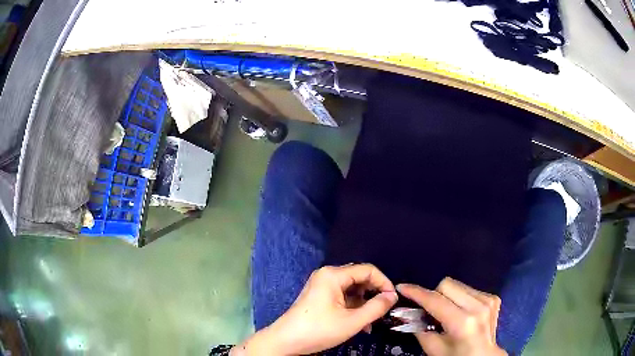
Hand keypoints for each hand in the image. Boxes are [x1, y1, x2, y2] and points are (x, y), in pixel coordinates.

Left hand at [233, 264, 397, 355]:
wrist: (286, 341)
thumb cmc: (319, 330)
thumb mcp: (352, 321)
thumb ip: (376, 307)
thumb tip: (392, 296)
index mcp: (333, 275)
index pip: (368, 270)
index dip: (384, 282)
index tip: (393, 299)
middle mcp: (327, 275)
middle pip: (359, 278)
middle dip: (374, 294)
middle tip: (384, 310)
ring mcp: (322, 286)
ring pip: (352, 289)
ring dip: (364, 303)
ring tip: (371, 322)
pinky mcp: (319, 296)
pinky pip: (342, 296)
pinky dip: (353, 307)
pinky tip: (360, 323)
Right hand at [397, 277, 506, 355]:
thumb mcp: (434, 349)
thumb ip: (419, 329)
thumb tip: (407, 313)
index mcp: (462, 323)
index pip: (435, 300)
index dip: (416, 292)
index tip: (402, 287)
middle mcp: (478, 306)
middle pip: (447, 284)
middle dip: (434, 295)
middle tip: (429, 311)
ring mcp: (488, 300)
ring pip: (457, 285)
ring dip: (447, 296)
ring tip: (447, 313)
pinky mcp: (493, 298)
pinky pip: (468, 289)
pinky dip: (459, 298)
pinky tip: (461, 312)